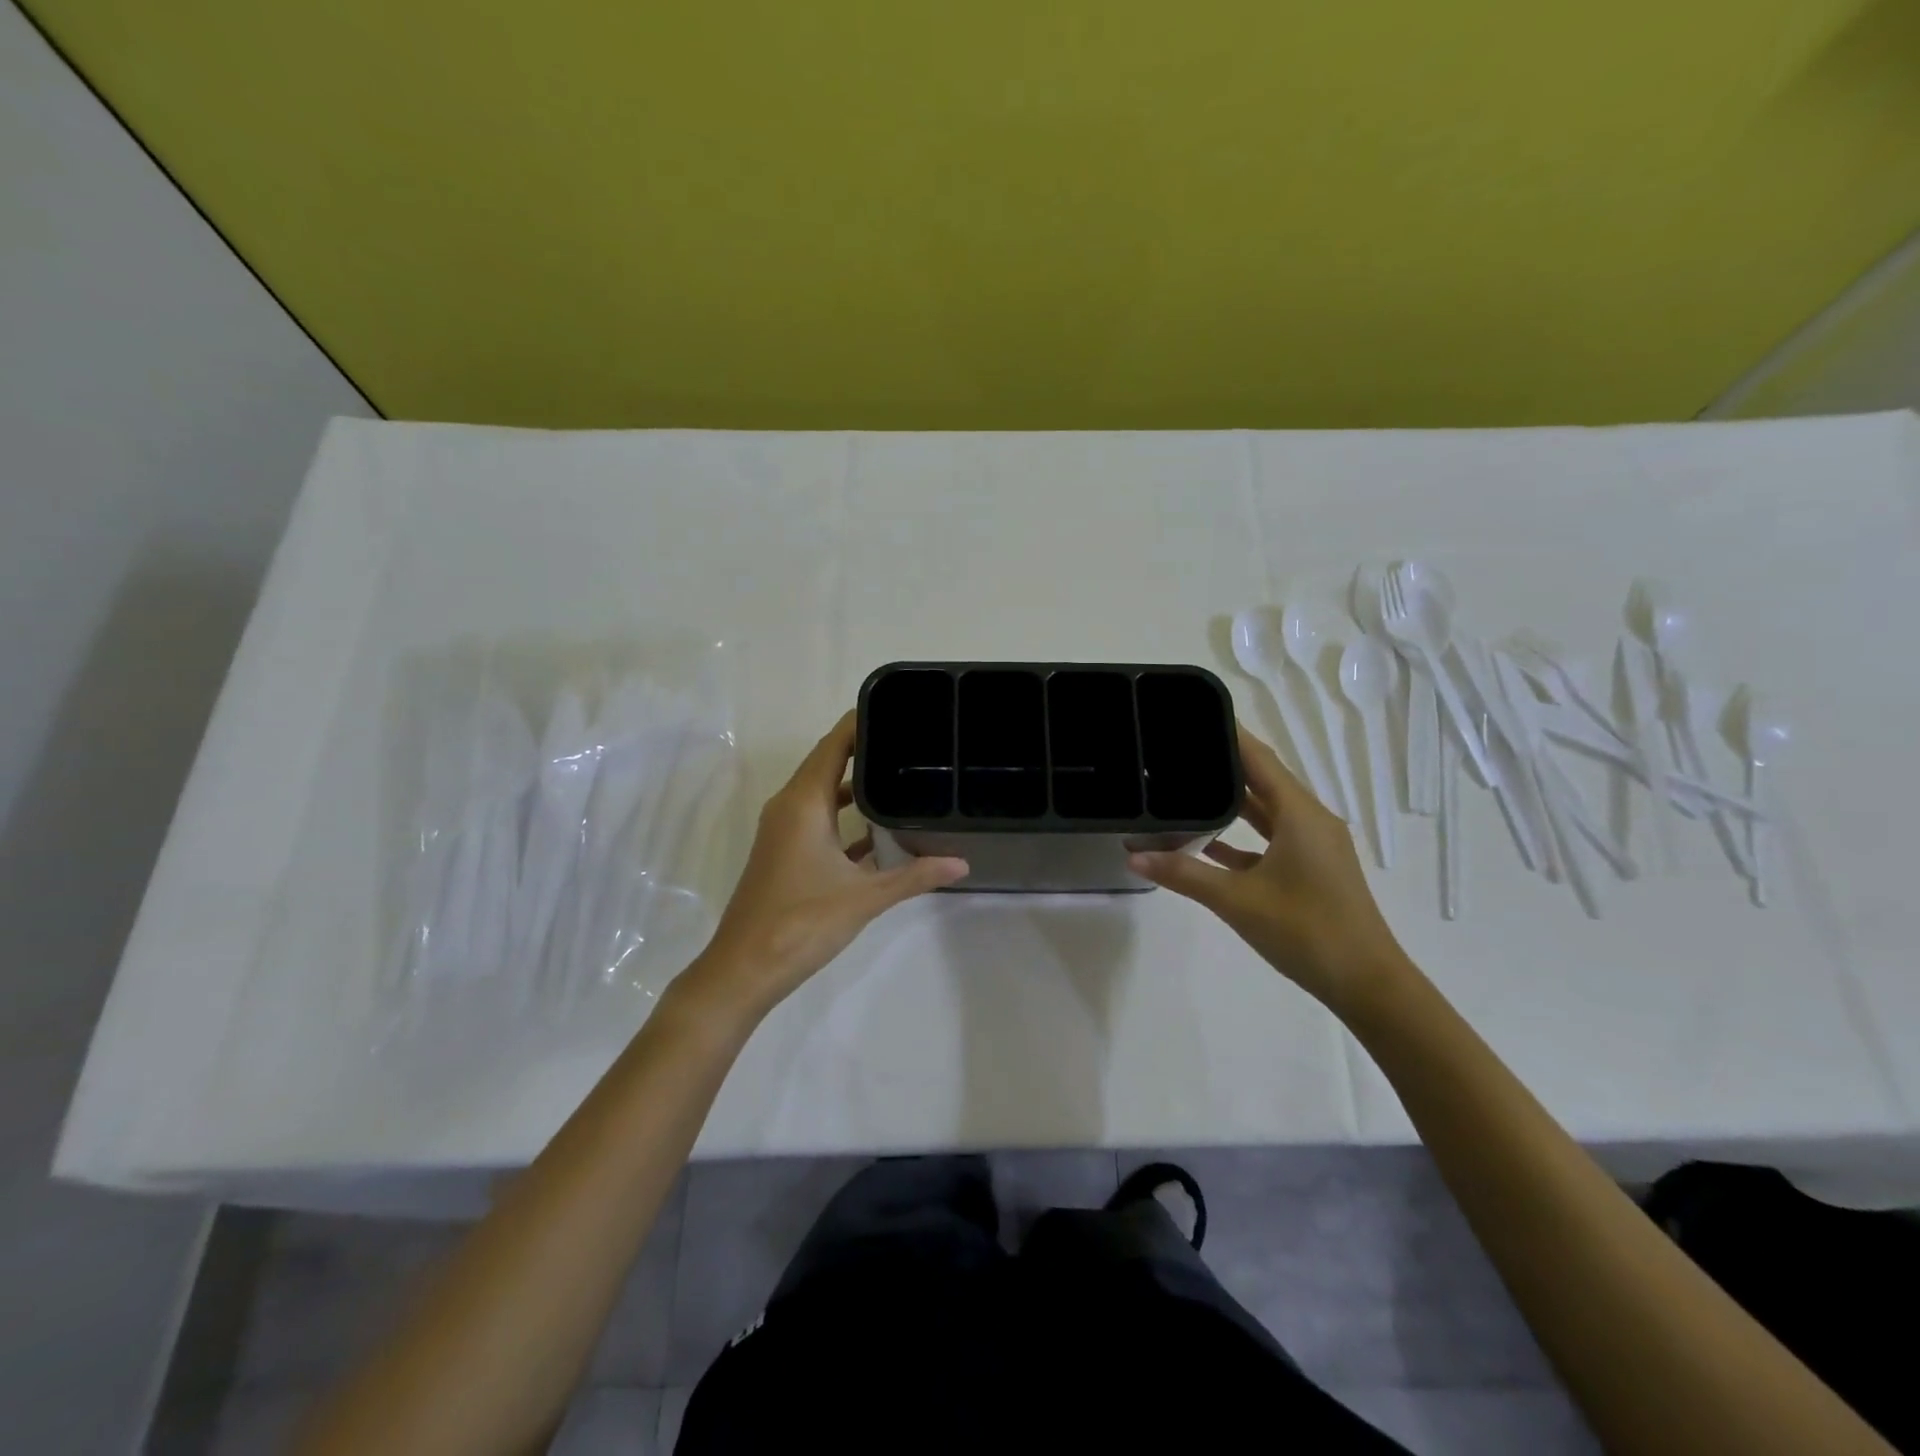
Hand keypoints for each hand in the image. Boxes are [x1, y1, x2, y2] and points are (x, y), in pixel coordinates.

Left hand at [683, 711, 967, 1019]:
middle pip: (828, 762)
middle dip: (865, 749)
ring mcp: (784, 830)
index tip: (898, 709)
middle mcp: (789, 806)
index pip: (834, 744)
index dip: (861, 722)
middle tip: (911, 742)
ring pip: (823, 793)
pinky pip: (818, 819)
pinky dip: (844, 816)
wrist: (745, 968)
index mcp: (803, 802)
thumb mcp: (865, 897)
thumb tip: (962, 863)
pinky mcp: (785, 853)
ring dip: (855, 785)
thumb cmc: (802, 922)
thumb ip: (915, 876)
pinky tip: (879, 830)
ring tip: (901, 777)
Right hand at [1129, 725, 1410, 1009]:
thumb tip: (1133, 857)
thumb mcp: (1237, 901)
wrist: (1366, 984)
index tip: (1194, 716)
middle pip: (1263, 781)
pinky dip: (1242, 837)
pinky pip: (1272, 840)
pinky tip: (1208, 844)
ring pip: (1267, 812)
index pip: (1260, 760)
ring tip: (1187, 787)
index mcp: (1300, 815)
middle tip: (1178, 751)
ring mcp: (1314, 847)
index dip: (1230, 735)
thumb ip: (1183, 875)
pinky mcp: (1312, 870)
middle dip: (1224, 765)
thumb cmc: (1306, 931)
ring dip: (1232, 802)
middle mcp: (1310, 821)